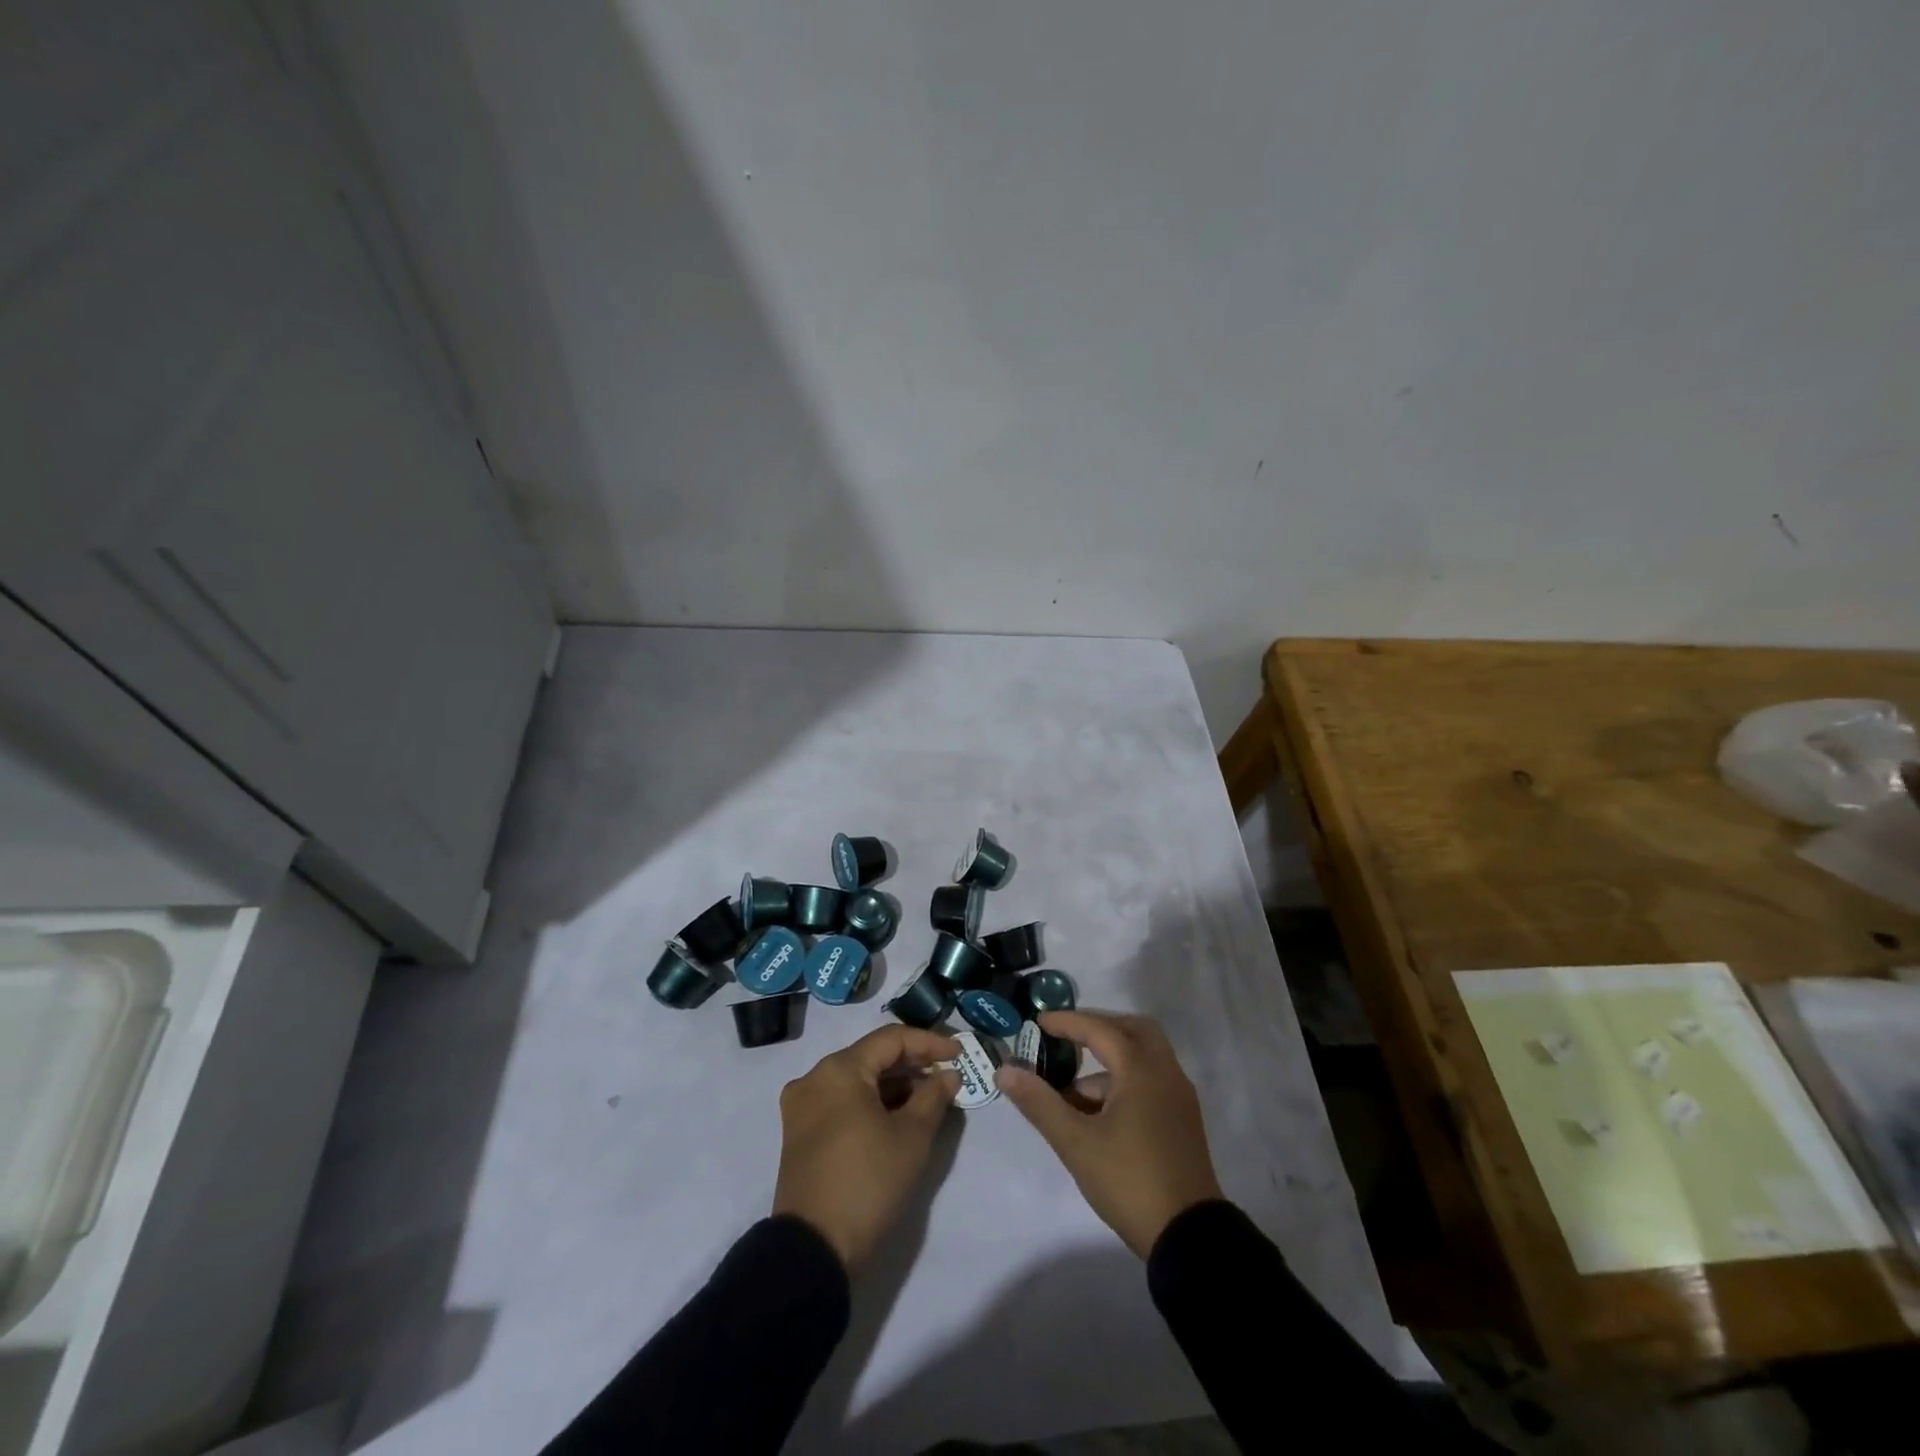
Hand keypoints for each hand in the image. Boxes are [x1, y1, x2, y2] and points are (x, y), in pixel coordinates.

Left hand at [772, 1024, 959, 1270]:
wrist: (814, 1250)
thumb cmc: (868, 1182)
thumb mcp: (911, 1137)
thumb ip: (934, 1096)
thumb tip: (948, 1075)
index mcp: (839, 1069)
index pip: (891, 1039)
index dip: (929, 1042)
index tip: (960, 1053)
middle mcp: (815, 1078)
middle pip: (871, 1056)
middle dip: (912, 1063)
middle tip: (948, 1074)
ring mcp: (803, 1106)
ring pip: (857, 1079)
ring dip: (894, 1084)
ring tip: (930, 1096)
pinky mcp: (800, 1132)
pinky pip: (843, 1101)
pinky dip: (872, 1102)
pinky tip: (899, 1115)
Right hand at [996, 1010, 1223, 1257]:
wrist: (1188, 1238)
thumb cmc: (1129, 1181)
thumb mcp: (1075, 1143)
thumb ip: (1039, 1102)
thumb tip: (1005, 1070)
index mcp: (1141, 1070)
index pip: (1100, 1029)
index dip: (1067, 1023)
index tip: (1038, 1022)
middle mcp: (1165, 1073)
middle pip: (1132, 1030)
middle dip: (1098, 1028)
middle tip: (1067, 1038)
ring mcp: (1179, 1097)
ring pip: (1143, 1057)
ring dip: (1109, 1060)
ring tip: (1071, 1091)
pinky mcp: (1183, 1119)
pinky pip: (1151, 1080)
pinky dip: (1124, 1081)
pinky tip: (1097, 1112)